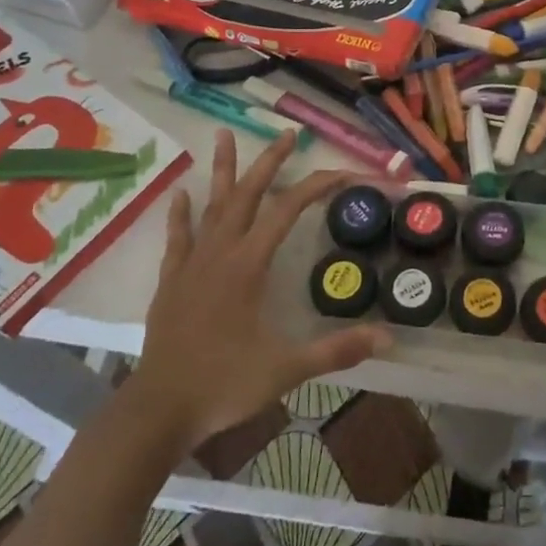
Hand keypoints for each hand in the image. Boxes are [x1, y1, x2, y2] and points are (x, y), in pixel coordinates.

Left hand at [127, 129, 391, 448]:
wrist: (158, 411)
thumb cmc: (224, 384)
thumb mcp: (287, 368)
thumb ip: (337, 350)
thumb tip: (387, 337)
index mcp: (248, 265)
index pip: (288, 210)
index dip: (317, 186)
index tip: (344, 172)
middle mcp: (220, 253)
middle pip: (248, 194)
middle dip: (269, 161)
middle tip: (288, 134)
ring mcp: (191, 265)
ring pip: (210, 207)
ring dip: (221, 171)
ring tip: (223, 135)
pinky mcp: (171, 282)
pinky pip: (177, 238)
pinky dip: (180, 215)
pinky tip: (180, 195)